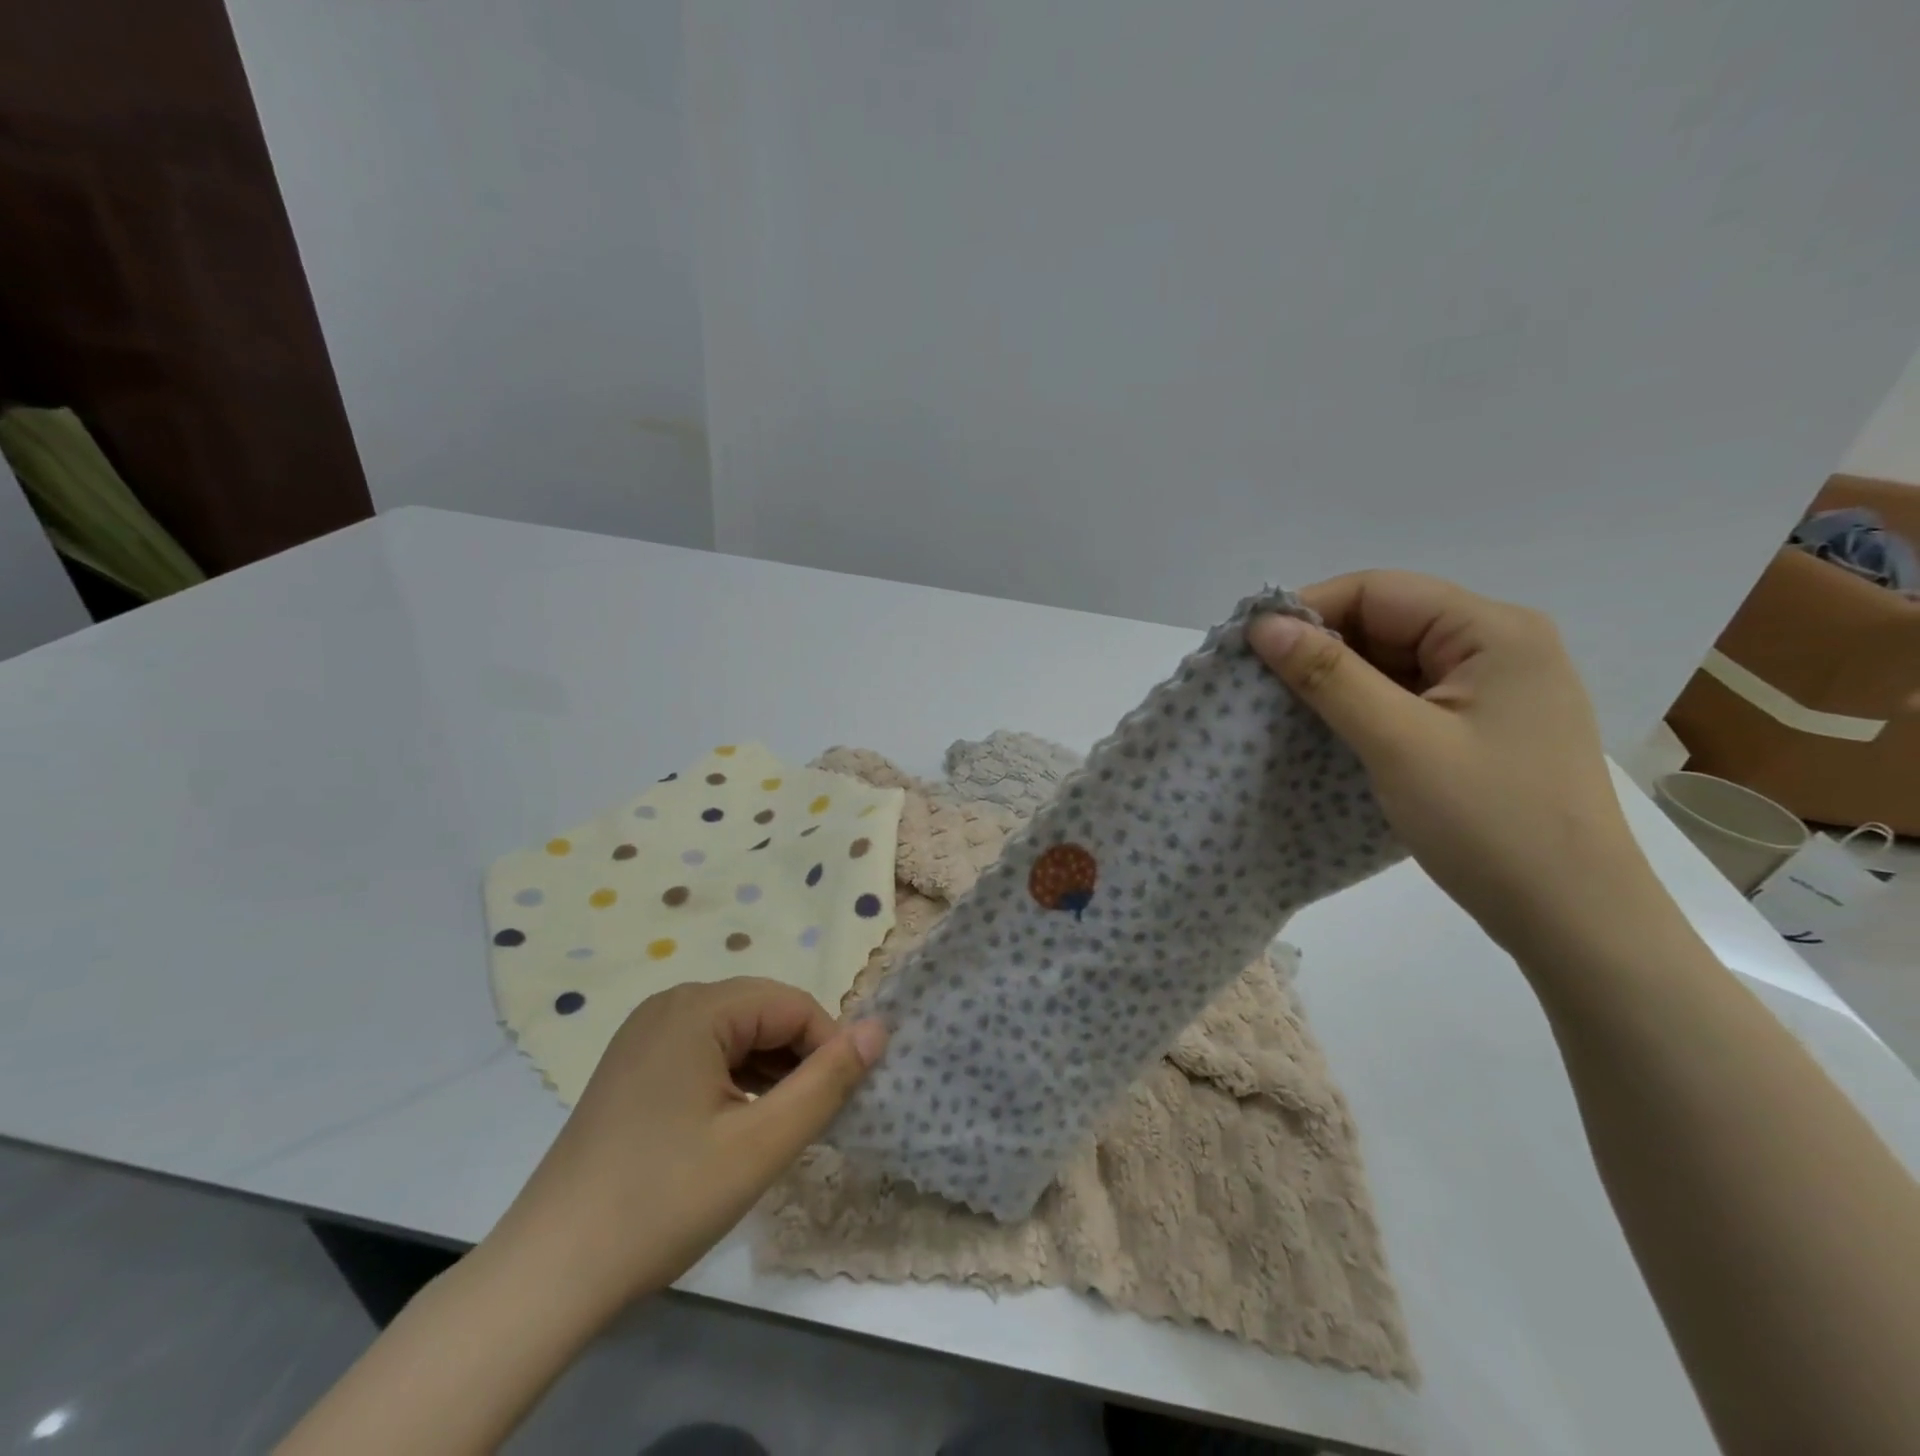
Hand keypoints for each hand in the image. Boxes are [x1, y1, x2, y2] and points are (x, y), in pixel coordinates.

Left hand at [490, 978, 885, 1313]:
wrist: (547, 1275)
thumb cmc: (664, 1201)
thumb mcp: (762, 1144)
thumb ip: (828, 1081)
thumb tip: (880, 1029)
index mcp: (697, 1007)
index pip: (792, 1005)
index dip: (828, 1048)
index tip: (843, 1103)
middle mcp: (670, 1004)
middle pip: (762, 1013)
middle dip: (798, 1058)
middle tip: (811, 1120)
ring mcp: (645, 1035)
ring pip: (735, 1034)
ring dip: (769, 1071)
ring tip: (778, 1128)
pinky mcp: (633, 1066)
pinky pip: (703, 1053)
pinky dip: (734, 1081)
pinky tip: (736, 1127)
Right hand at [1249, 570, 1656, 955]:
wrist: (1573, 918)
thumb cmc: (1490, 823)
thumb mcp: (1398, 743)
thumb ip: (1328, 676)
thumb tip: (1263, 624)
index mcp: (1494, 630)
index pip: (1379, 590)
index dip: (1309, 610)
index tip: (1251, 649)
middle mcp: (1501, 644)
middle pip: (1388, 620)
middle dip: (1322, 647)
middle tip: (1262, 685)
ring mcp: (1497, 687)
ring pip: (1395, 660)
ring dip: (1340, 680)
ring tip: (1287, 710)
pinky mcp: (1485, 724)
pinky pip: (1410, 695)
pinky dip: (1366, 706)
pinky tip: (1333, 731)